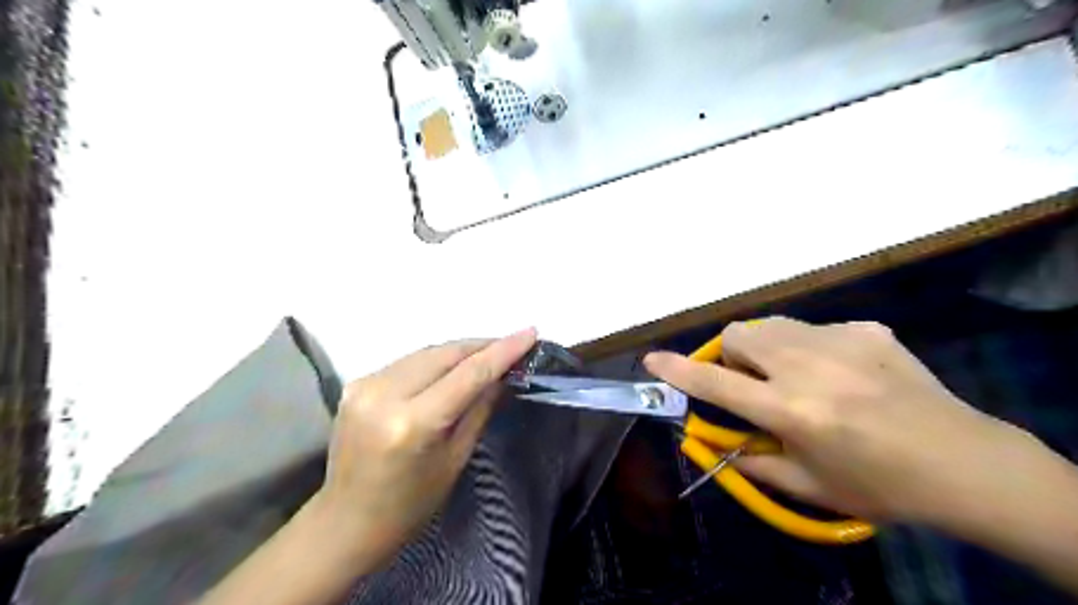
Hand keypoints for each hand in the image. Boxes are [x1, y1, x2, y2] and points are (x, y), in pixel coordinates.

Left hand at [316, 328, 538, 568]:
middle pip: (445, 353)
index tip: (530, 333)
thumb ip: (480, 408)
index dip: (503, 351)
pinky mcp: (356, 384)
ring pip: (426, 352)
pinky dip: (434, 361)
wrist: (347, 521)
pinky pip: (408, 362)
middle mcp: (385, 394)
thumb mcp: (456, 458)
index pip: (468, 373)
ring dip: (459, 351)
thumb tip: (503, 374)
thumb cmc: (411, 503)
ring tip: (486, 354)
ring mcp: (365, 385)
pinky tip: (450, 367)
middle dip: (481, 346)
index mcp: (413, 422)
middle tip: (511, 345)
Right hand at [644, 318, 1029, 521]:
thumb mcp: (806, 484)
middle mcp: (808, 367)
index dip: (678, 370)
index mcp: (792, 410)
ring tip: (792, 375)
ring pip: (771, 324)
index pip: (716, 382)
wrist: (965, 464)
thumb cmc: (880, 486)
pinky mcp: (866, 329)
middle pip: (738, 334)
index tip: (653, 360)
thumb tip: (714, 438)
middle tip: (752, 382)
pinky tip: (840, 373)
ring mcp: (840, 341)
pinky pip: (814, 328)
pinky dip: (808, 348)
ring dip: (764, 347)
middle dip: (731, 355)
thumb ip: (751, 459)